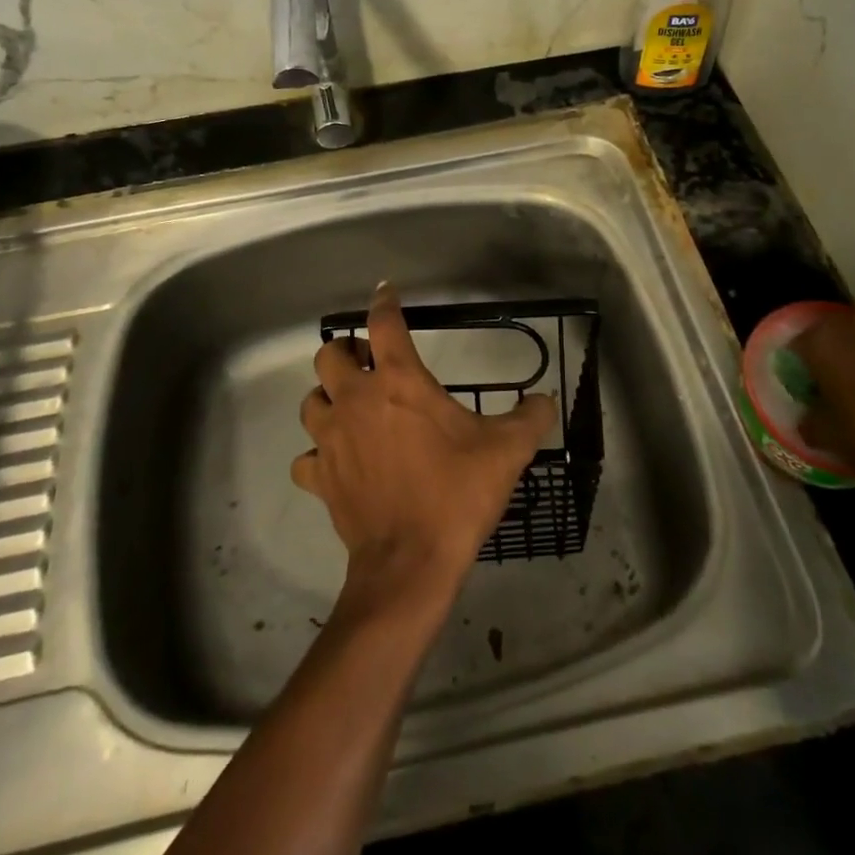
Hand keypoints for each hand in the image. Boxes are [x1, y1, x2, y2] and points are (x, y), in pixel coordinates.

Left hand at [294, 284, 557, 606]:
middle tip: (368, 364)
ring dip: (327, 398)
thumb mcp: (506, 451)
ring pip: (310, 402)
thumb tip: (547, 400)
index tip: (385, 291)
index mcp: (398, 382)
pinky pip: (306, 457)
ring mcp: (332, 439)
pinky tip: (337, 462)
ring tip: (350, 408)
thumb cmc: (457, 494)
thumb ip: (530, 418)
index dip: (384, 302)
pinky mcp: (321, 477)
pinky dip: (318, 454)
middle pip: (329, 355)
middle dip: (345, 352)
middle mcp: (356, 400)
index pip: (384, 324)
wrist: (411, 562)